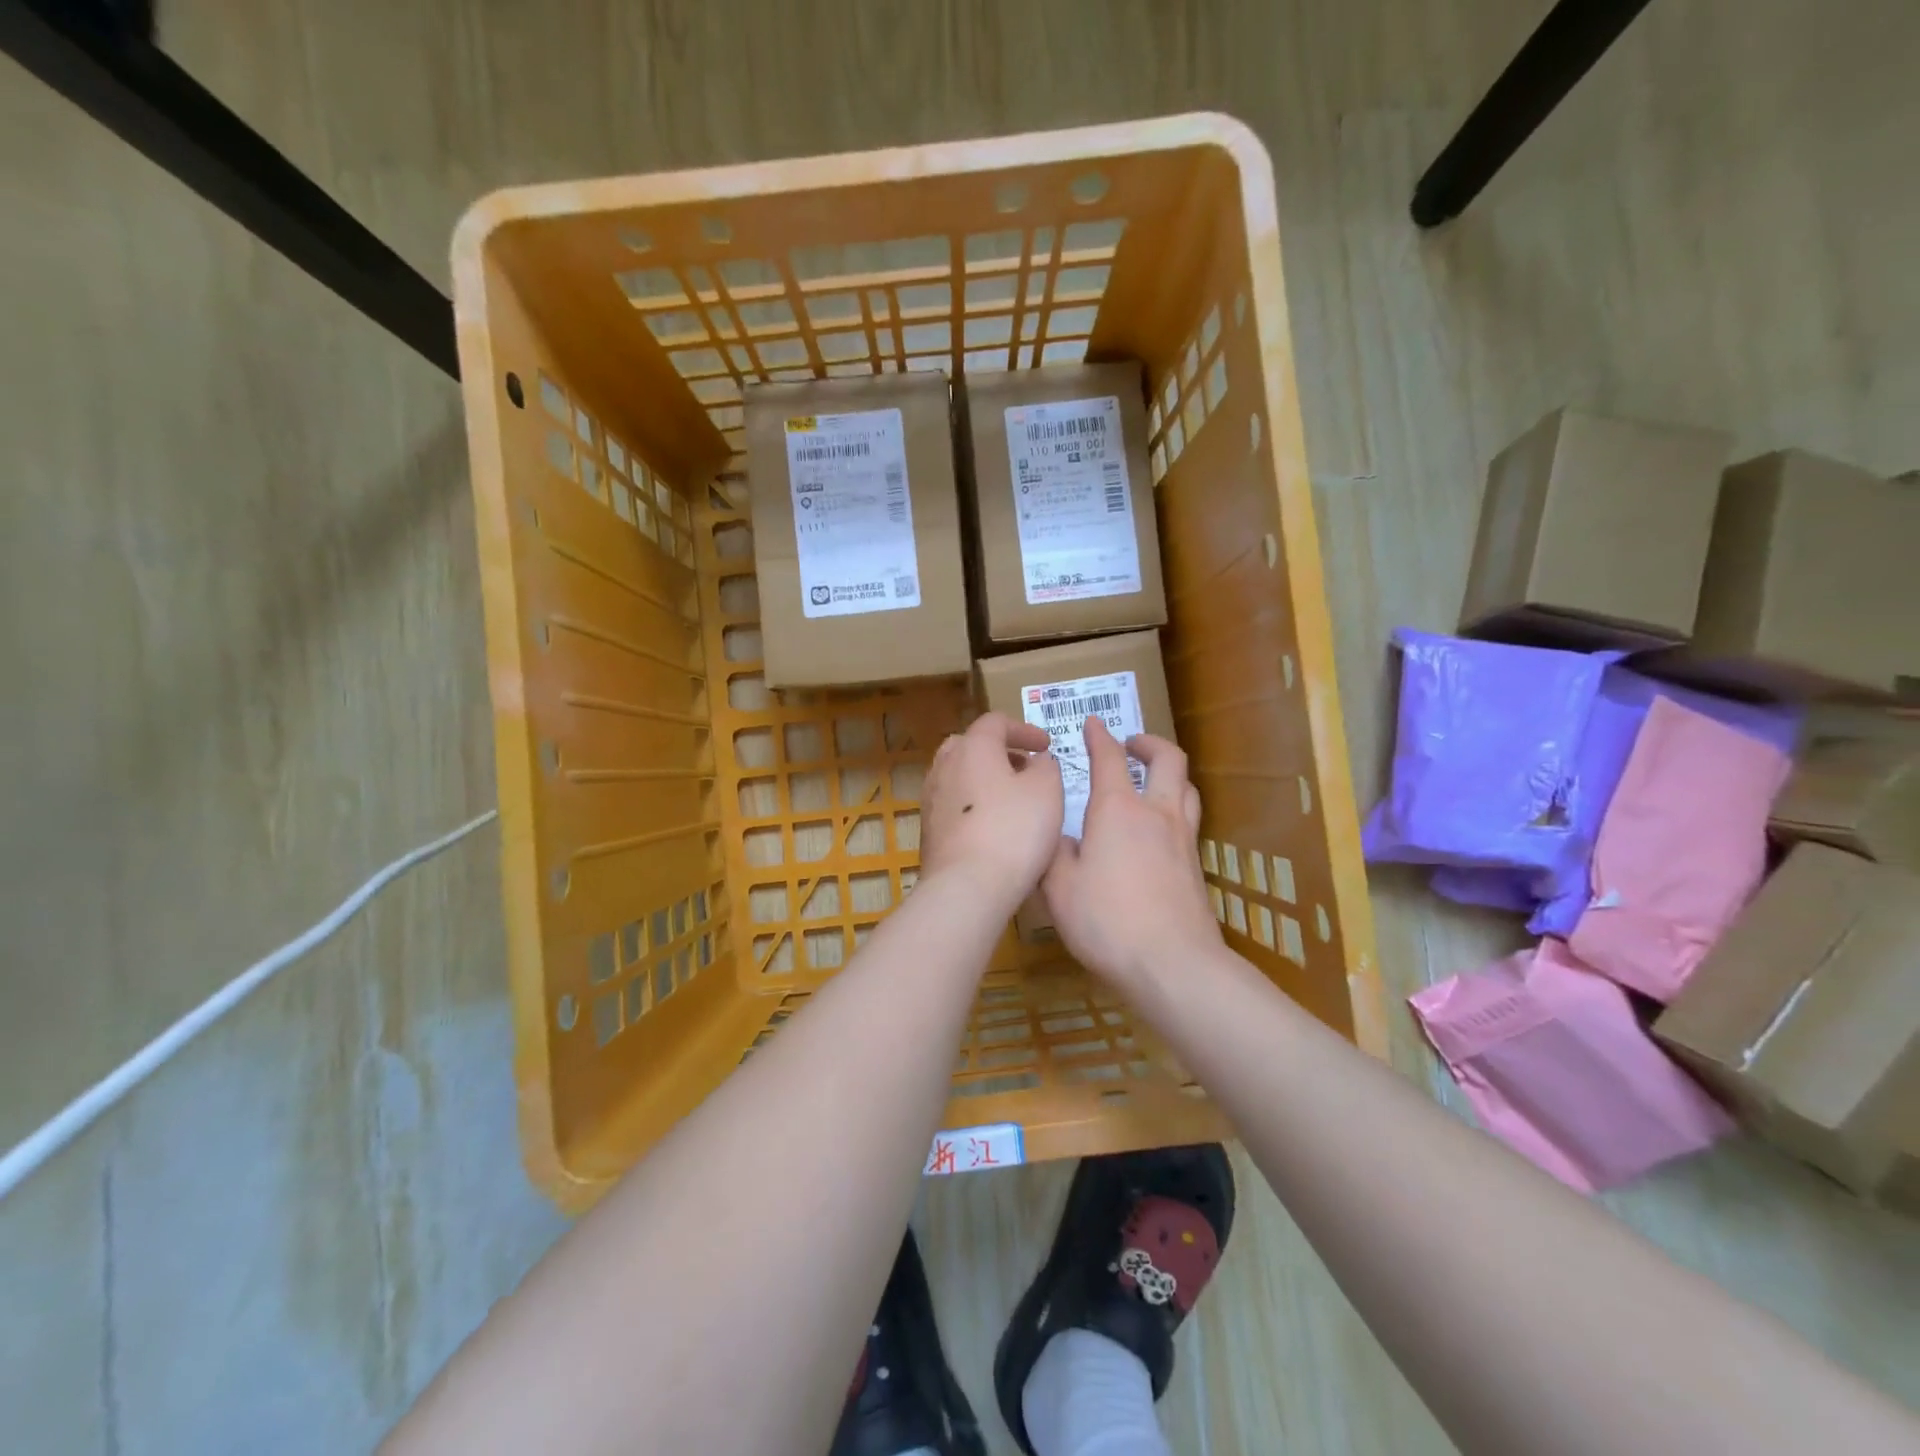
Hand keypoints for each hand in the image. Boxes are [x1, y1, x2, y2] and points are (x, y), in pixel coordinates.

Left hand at [920, 712, 1063, 910]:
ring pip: (958, 775)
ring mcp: (931, 799)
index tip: (1046, 746)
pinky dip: (974, 804)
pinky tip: (993, 826)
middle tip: (1024, 767)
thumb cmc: (1013, 830)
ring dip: (984, 778)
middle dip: (999, 751)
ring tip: (1011, 797)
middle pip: (970, 744)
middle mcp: (945, 766)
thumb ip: (1046, 766)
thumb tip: (1037, 761)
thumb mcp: (1047, 790)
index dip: (1024, 729)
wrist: (966, 886)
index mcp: (972, 747)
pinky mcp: (928, 830)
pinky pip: (953, 804)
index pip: (995, 722)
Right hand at [1042, 718, 1219, 993]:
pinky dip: (1175, 806)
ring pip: (1186, 786)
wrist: (1173, 964)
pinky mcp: (1196, 866)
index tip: (1093, 723)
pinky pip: (1189, 818)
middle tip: (1131, 743)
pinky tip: (1159, 828)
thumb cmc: (1106, 920)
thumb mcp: (1059, 887)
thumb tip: (1063, 839)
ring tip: (1151, 778)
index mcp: (1117, 810)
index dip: (1099, 737)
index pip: (1109, 758)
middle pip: (1167, 759)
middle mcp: (1156, 813)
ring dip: (1168, 772)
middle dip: (1148, 743)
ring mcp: (1183, 838)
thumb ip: (1056, 855)